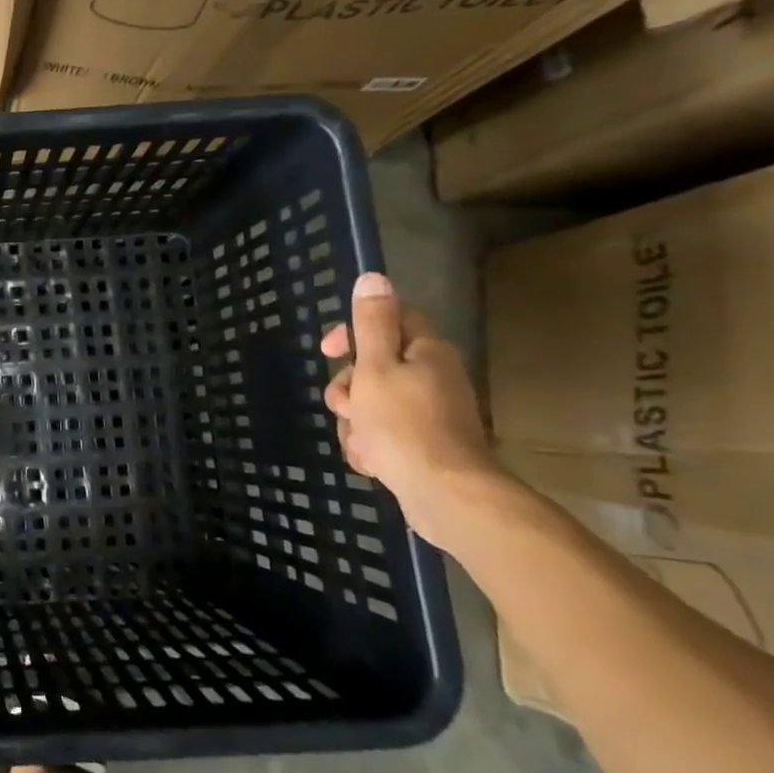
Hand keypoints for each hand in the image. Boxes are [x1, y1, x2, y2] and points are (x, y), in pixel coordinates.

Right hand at [321, 273, 496, 546]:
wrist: (445, 496)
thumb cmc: (403, 425)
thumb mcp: (376, 367)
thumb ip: (372, 323)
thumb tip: (373, 276)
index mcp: (426, 352)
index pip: (389, 319)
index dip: (353, 330)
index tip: (329, 350)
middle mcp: (433, 378)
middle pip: (374, 368)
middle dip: (348, 388)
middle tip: (344, 406)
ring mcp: (430, 415)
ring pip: (372, 405)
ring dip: (354, 423)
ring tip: (360, 442)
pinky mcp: (424, 447)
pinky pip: (383, 435)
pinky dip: (370, 446)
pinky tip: (371, 461)